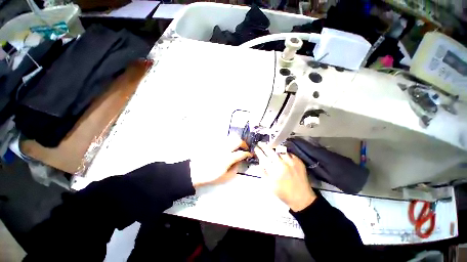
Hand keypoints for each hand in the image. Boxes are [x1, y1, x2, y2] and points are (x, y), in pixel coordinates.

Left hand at [190, 136, 251, 187]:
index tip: (249, 154)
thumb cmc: (210, 176)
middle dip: (243, 143)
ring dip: (236, 141)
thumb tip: (239, 162)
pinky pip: (224, 140)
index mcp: (228, 158)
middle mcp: (224, 149)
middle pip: (237, 141)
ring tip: (237, 147)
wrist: (195, 171)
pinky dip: (229, 142)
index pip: (241, 153)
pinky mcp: (214, 144)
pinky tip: (228, 147)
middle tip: (245, 148)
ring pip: (231, 138)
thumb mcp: (225, 177)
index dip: (247, 153)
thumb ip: (235, 169)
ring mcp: (219, 145)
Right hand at [254, 142, 315, 211]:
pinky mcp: (299, 161)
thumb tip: (259, 164)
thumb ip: (263, 173)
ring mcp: (292, 161)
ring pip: (280, 150)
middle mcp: (283, 164)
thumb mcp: (270, 186)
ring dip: (274, 148)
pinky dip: (284, 152)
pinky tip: (281, 154)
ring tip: (270, 147)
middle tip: (260, 143)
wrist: (302, 198)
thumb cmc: (284, 193)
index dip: (259, 152)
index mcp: (274, 170)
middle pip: (271, 151)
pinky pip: (289, 153)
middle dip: (264, 146)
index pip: (264, 157)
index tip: (256, 147)